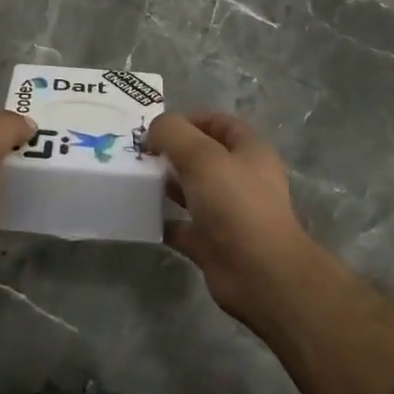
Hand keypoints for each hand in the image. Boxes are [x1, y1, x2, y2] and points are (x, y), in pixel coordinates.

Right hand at [144, 112, 316, 331]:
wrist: (259, 274)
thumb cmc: (235, 204)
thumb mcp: (201, 156)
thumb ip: (172, 133)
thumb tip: (153, 130)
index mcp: (249, 152)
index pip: (218, 123)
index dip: (188, 119)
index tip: (155, 127)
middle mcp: (241, 179)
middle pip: (202, 157)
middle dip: (171, 152)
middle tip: (137, 153)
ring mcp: (228, 213)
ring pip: (191, 191)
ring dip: (165, 185)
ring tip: (134, 180)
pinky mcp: (213, 244)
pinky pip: (182, 227)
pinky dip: (163, 222)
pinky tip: (140, 215)